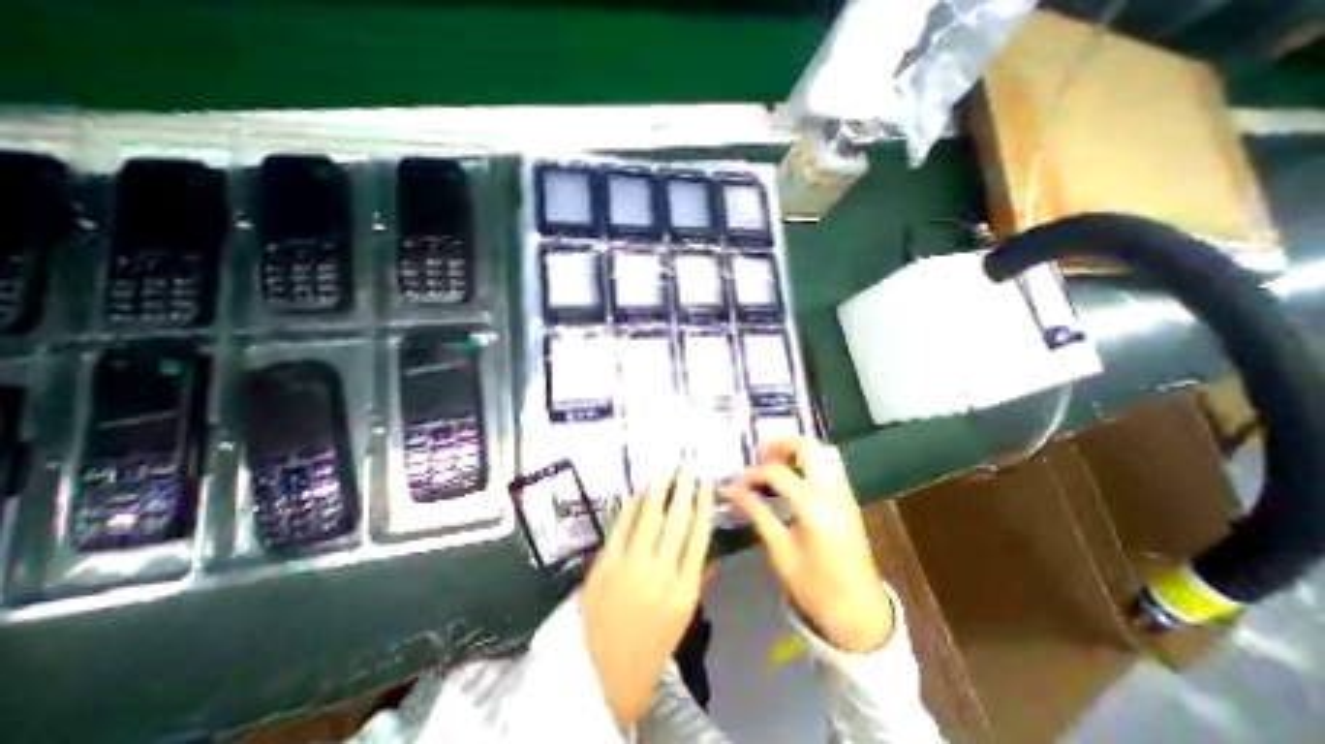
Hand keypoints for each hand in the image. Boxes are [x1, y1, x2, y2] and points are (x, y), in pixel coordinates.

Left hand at [580, 471, 712, 725]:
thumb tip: (710, 554)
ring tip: (666, 472)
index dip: (704, 506)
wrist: (603, 670)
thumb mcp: (682, 618)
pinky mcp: (607, 562)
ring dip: (659, 490)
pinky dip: (632, 505)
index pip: (699, 536)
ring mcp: (632, 565)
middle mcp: (661, 572)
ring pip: (650, 517)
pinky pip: (623, 525)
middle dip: (685, 490)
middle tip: (688, 470)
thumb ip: (698, 582)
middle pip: (678, 521)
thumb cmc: (650, 645)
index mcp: (684, 589)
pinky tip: (638, 491)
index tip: (706, 486)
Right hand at [721, 439, 895, 652]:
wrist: (861, 615)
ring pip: (822, 451)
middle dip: (779, 445)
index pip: (777, 472)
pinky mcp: (849, 499)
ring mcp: (845, 494)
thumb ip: (757, 514)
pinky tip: (792, 476)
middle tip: (758, 457)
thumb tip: (732, 492)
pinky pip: (830, 464)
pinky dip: (809, 459)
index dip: (752, 474)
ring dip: (796, 449)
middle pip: (807, 447)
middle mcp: (833, 492)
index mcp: (814, 508)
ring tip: (774, 463)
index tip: (735, 485)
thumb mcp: (780, 552)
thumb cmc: (816, 588)